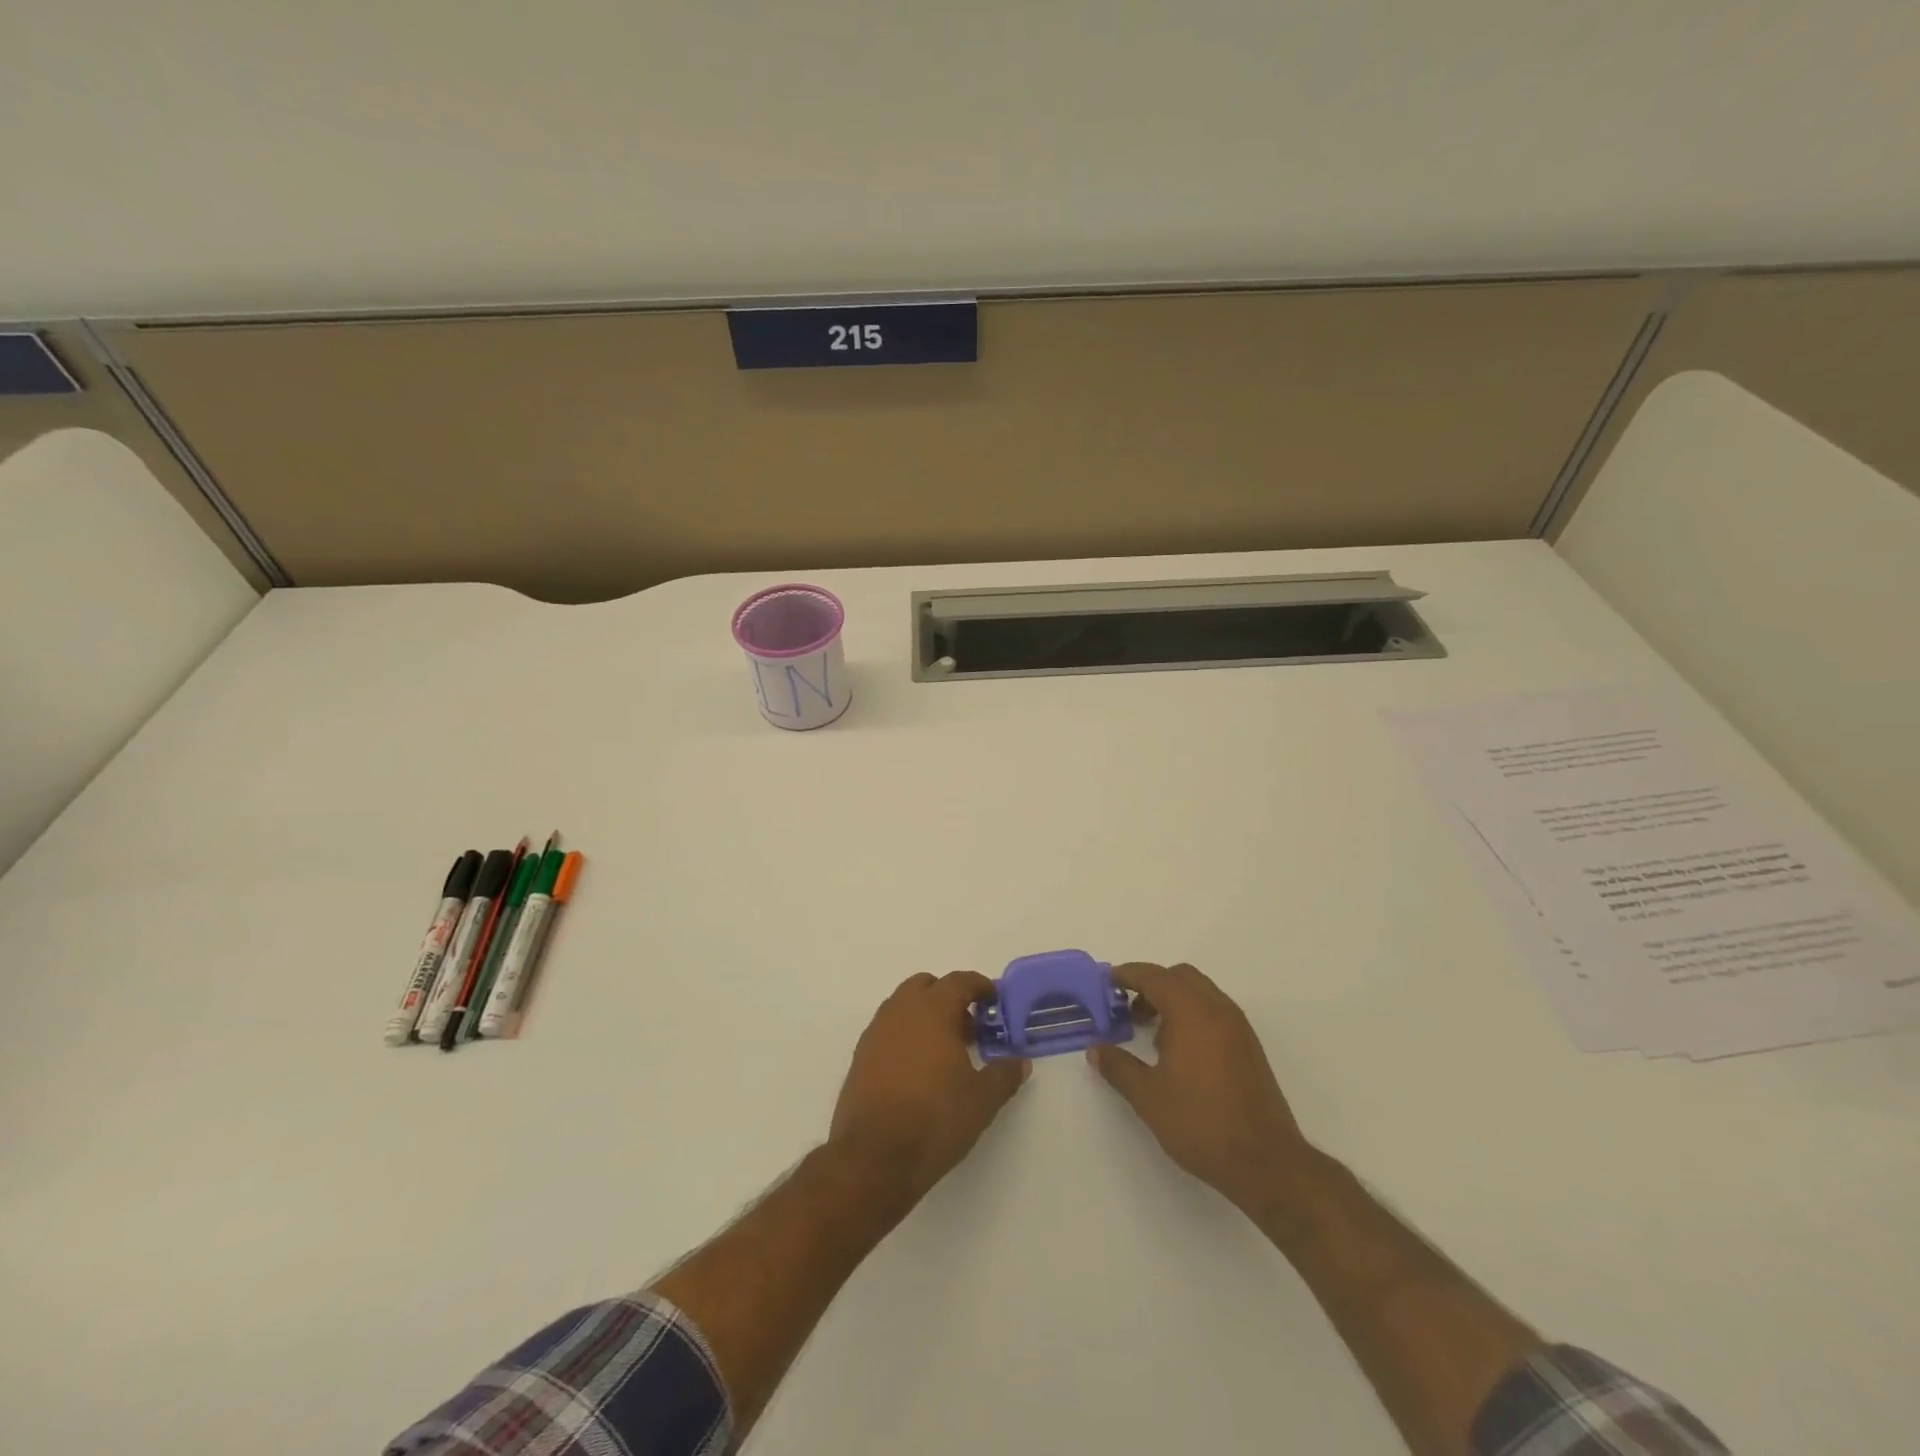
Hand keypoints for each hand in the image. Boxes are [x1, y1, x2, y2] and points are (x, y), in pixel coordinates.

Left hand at [829, 971, 1029, 1197]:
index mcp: (932, 1010)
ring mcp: (876, 1033)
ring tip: (944, 1051)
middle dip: (948, 998)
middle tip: (968, 1028)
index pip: (959, 981)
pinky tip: (917, 1070)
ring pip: (903, 1007)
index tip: (993, 999)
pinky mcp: (860, 1057)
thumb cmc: (935, 1119)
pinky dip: (905, 1036)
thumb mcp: (982, 1100)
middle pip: (926, 986)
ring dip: (924, 1016)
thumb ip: (1003, 1075)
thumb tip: (1020, 1062)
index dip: (979, 986)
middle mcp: (900, 1011)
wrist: (874, 1157)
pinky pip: (888, 1031)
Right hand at [1088, 962, 1321, 1214]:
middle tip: (1128, 1009)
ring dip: (1173, 1001)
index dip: (1128, 975)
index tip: (1107, 981)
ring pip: (1200, 993)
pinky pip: (1214, 1013)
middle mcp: (1218, 1010)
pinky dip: (1192, 1016)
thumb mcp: (1148, 1096)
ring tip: (1151, 1034)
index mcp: (1192, 1012)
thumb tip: (1095, 1049)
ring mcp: (1238, 1028)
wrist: (1266, 1162)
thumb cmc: (1200, 1122)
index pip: (1155, 977)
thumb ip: (1118, 1067)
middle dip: (1152, 985)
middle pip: (1180, 977)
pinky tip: (1179, 1053)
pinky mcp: (1249, 1048)